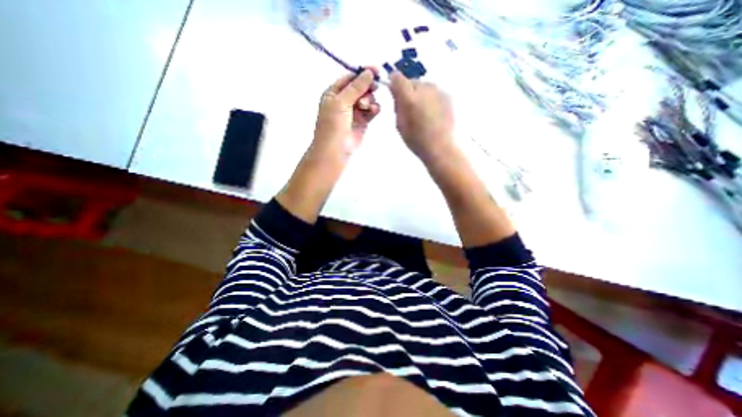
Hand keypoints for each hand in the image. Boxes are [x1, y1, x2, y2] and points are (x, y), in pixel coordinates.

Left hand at [313, 68, 381, 159]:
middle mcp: (344, 101)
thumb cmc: (333, 124)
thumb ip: (356, 87)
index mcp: (334, 93)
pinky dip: (374, 109)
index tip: (376, 70)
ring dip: (369, 99)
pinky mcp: (363, 122)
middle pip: (360, 87)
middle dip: (367, 87)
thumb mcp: (341, 102)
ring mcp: (354, 112)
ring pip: (367, 99)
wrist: (335, 150)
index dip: (362, 73)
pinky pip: (371, 111)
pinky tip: (373, 111)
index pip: (350, 78)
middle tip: (375, 87)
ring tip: (366, 107)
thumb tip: (369, 72)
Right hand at [391, 72, 455, 162]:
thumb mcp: (400, 125)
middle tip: (410, 110)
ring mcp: (438, 90)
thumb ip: (397, 104)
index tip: (395, 94)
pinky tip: (433, 114)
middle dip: (408, 92)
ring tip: (423, 114)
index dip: (394, 84)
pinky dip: (431, 99)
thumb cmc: (417, 140)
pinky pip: (434, 92)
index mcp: (410, 97)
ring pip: (424, 86)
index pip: (397, 78)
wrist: (442, 147)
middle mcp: (424, 88)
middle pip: (412, 82)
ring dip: (420, 95)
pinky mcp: (448, 95)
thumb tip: (395, 91)